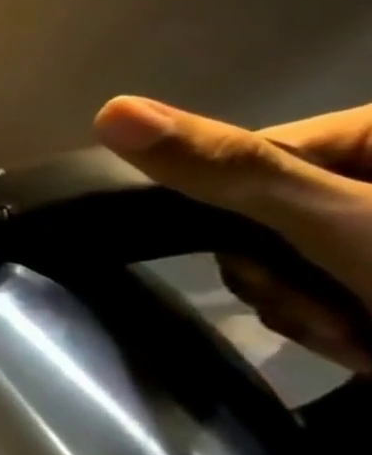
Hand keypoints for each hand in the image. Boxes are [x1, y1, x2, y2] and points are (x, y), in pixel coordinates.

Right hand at [95, 96, 371, 372]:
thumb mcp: (344, 224)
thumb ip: (228, 168)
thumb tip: (108, 110)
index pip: (247, 159)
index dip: (234, 215)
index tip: (275, 263)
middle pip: (262, 218)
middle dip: (284, 281)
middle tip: (336, 318)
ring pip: (291, 262)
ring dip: (311, 314)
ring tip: (368, 344)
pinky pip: (328, 289)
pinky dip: (344, 329)